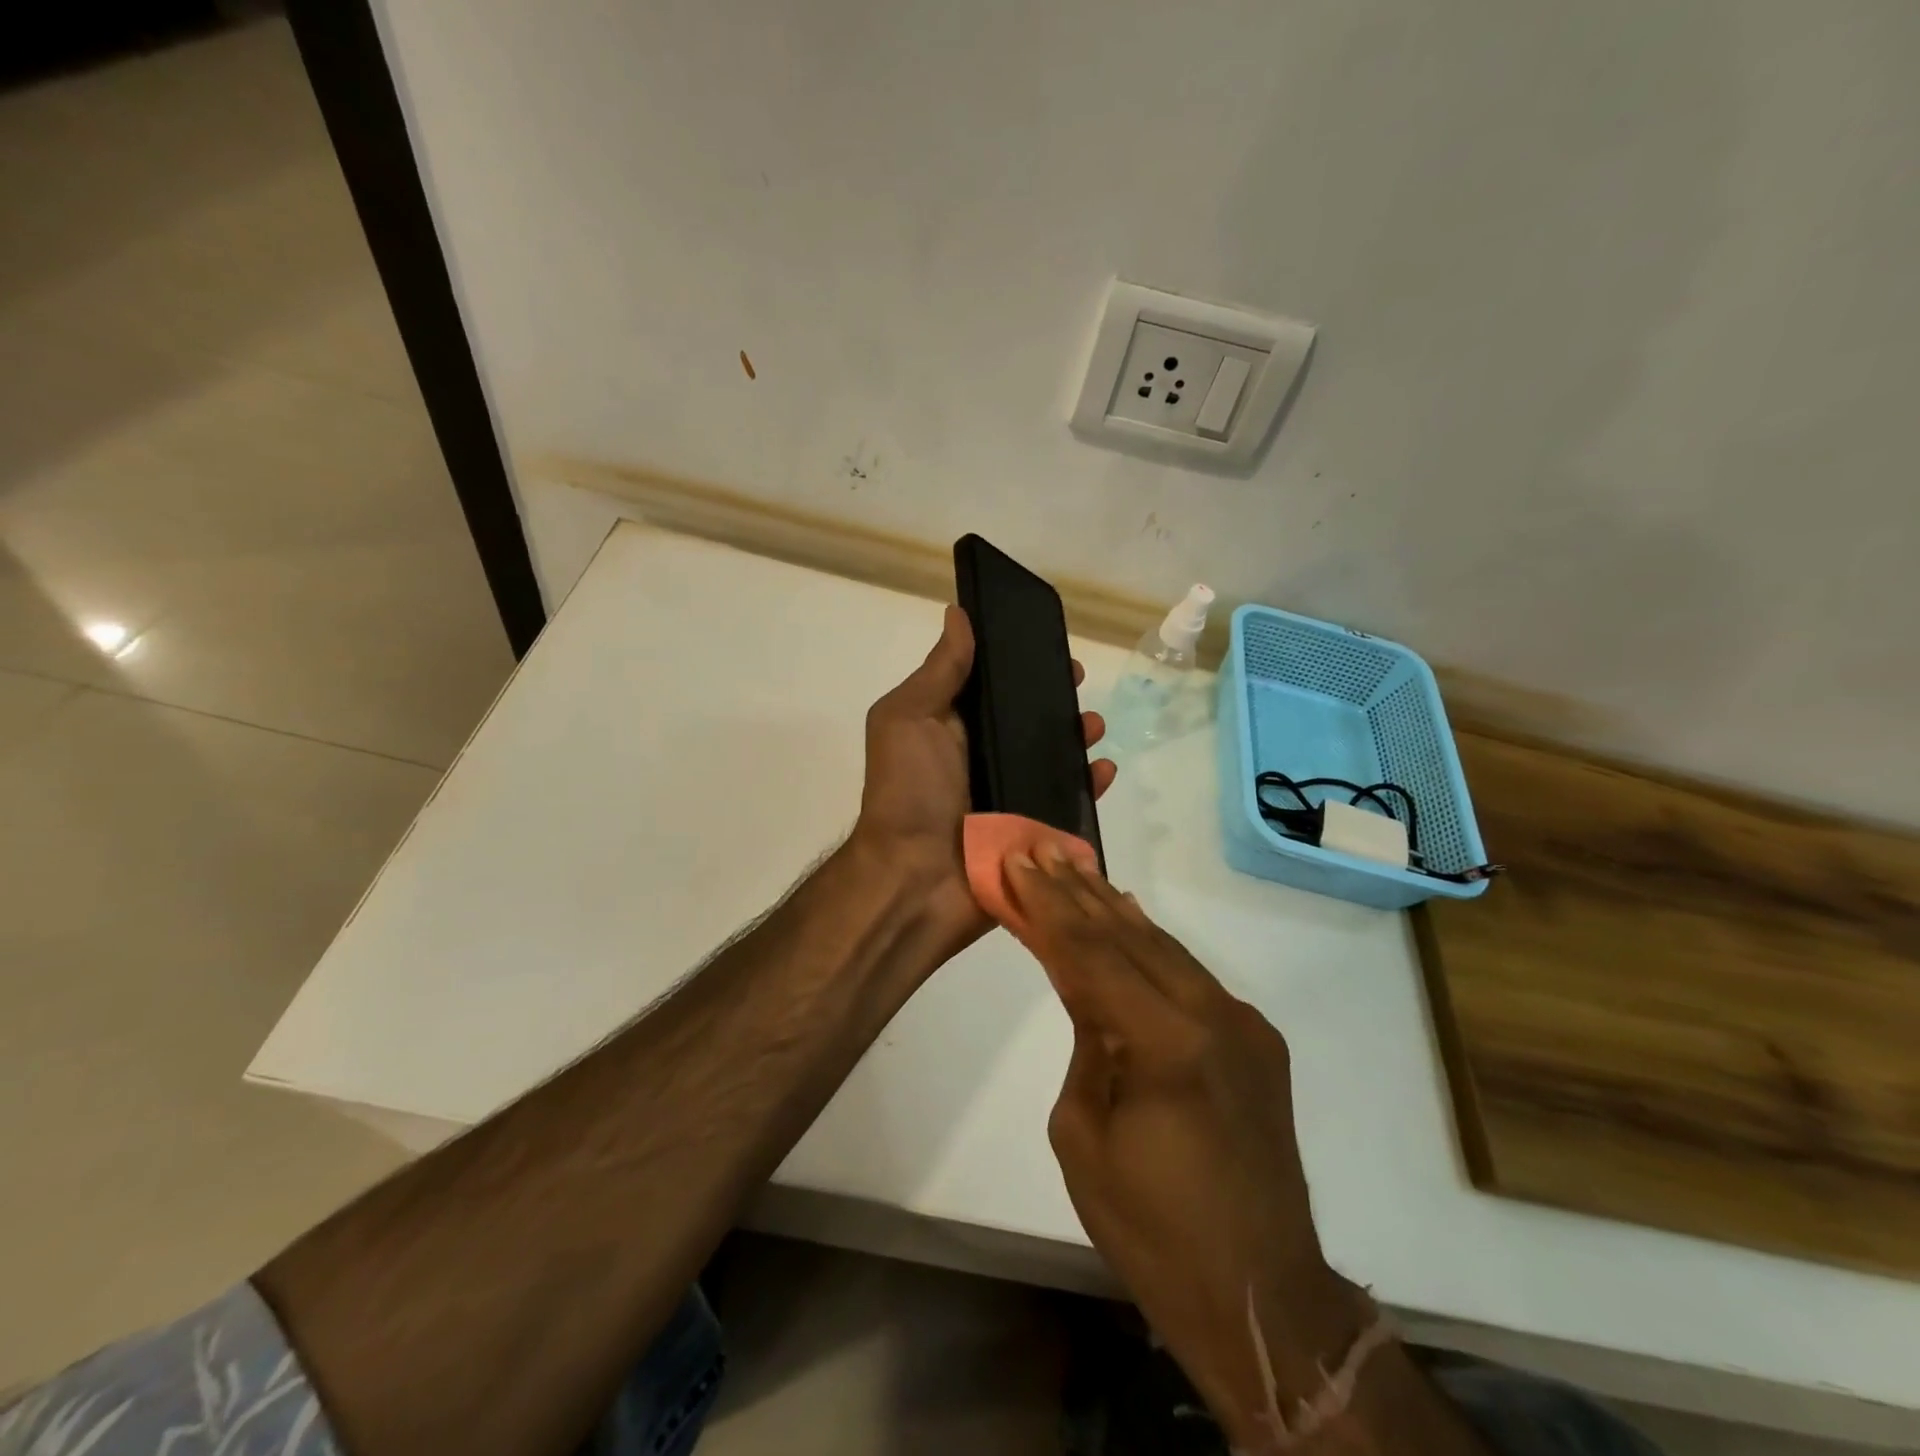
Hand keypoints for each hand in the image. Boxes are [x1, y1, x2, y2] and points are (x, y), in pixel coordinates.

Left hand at [851, 604, 1115, 960]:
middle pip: (1029, 722)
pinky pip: (1070, 804)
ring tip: (1093, 725)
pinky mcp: (1034, 832)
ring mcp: (1011, 798)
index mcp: (953, 730)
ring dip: (1078, 737)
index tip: (1047, 646)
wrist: (915, 880)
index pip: (993, 689)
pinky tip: (1103, 770)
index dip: (1019, 666)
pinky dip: (1090, 786)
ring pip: (1054, 760)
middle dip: (1056, 699)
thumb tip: (958, 614)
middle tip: (1079, 683)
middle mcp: (983, 760)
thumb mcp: (908, 718)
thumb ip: (939, 671)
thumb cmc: (908, 791)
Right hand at [1003, 846, 1373, 1447]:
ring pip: (1165, 947)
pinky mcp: (1256, 1039)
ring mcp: (1242, 1024)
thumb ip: (1086, 1043)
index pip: (1091, 954)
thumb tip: (1090, 994)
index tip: (1019, 862)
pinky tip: (1128, 920)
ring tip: (1076, 868)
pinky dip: (1151, 944)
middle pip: (1130, 936)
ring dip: (1115, 909)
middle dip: (1078, 891)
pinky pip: (1191, 976)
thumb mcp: (1083, 1134)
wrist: (1260, 1294)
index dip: (1049, 905)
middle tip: (1041, 849)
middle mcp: (1213, 1016)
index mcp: (1166, 1043)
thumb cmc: (1151, 1228)